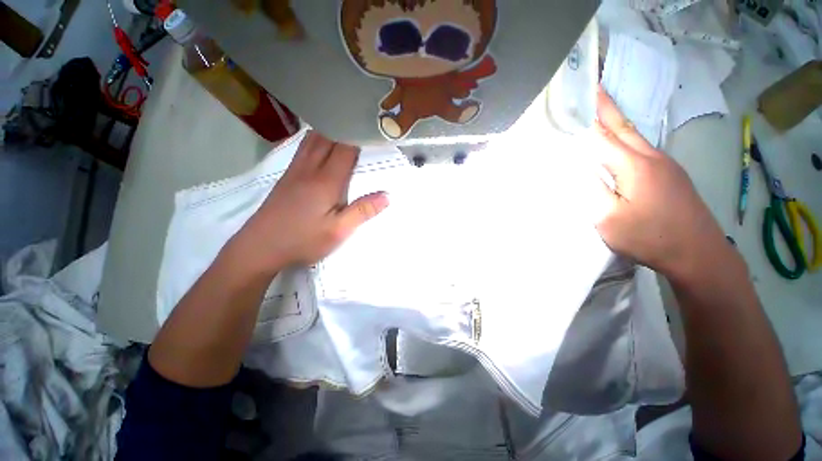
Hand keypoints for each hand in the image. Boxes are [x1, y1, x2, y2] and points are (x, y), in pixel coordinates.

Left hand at [229, 131, 388, 273]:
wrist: (259, 247)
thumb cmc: (302, 240)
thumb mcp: (338, 231)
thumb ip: (362, 212)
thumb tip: (387, 196)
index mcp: (325, 181)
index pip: (345, 149)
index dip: (358, 137)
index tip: (372, 131)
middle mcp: (309, 169)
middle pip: (327, 138)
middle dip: (344, 129)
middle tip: (360, 127)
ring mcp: (294, 171)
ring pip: (312, 140)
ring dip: (328, 131)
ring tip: (342, 129)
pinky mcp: (286, 177)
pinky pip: (302, 149)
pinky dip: (314, 139)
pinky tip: (318, 144)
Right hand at [591, 89, 727, 278]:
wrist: (699, 254)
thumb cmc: (650, 238)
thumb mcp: (609, 219)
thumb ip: (593, 191)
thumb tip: (582, 169)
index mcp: (634, 167)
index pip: (604, 136)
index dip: (589, 119)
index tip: (580, 99)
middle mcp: (652, 158)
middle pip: (624, 128)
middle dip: (607, 108)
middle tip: (594, 90)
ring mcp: (666, 166)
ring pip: (636, 137)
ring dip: (618, 123)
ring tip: (603, 113)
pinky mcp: (672, 176)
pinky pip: (645, 150)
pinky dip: (628, 140)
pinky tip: (622, 144)